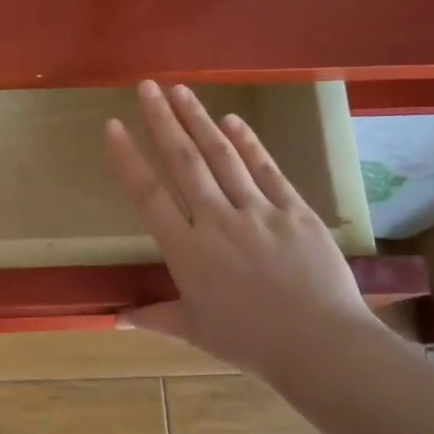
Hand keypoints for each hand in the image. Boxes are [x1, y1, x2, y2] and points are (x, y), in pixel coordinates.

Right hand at [105, 81, 378, 379]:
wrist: (320, 346)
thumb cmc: (250, 342)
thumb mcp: (195, 332)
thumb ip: (156, 318)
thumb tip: (118, 319)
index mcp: (186, 250)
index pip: (149, 195)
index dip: (128, 159)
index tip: (113, 126)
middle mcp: (216, 221)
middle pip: (184, 162)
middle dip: (162, 121)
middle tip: (147, 87)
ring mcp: (258, 211)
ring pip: (222, 157)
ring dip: (199, 121)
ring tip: (181, 91)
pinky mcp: (294, 211)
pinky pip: (267, 170)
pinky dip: (249, 143)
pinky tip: (233, 120)